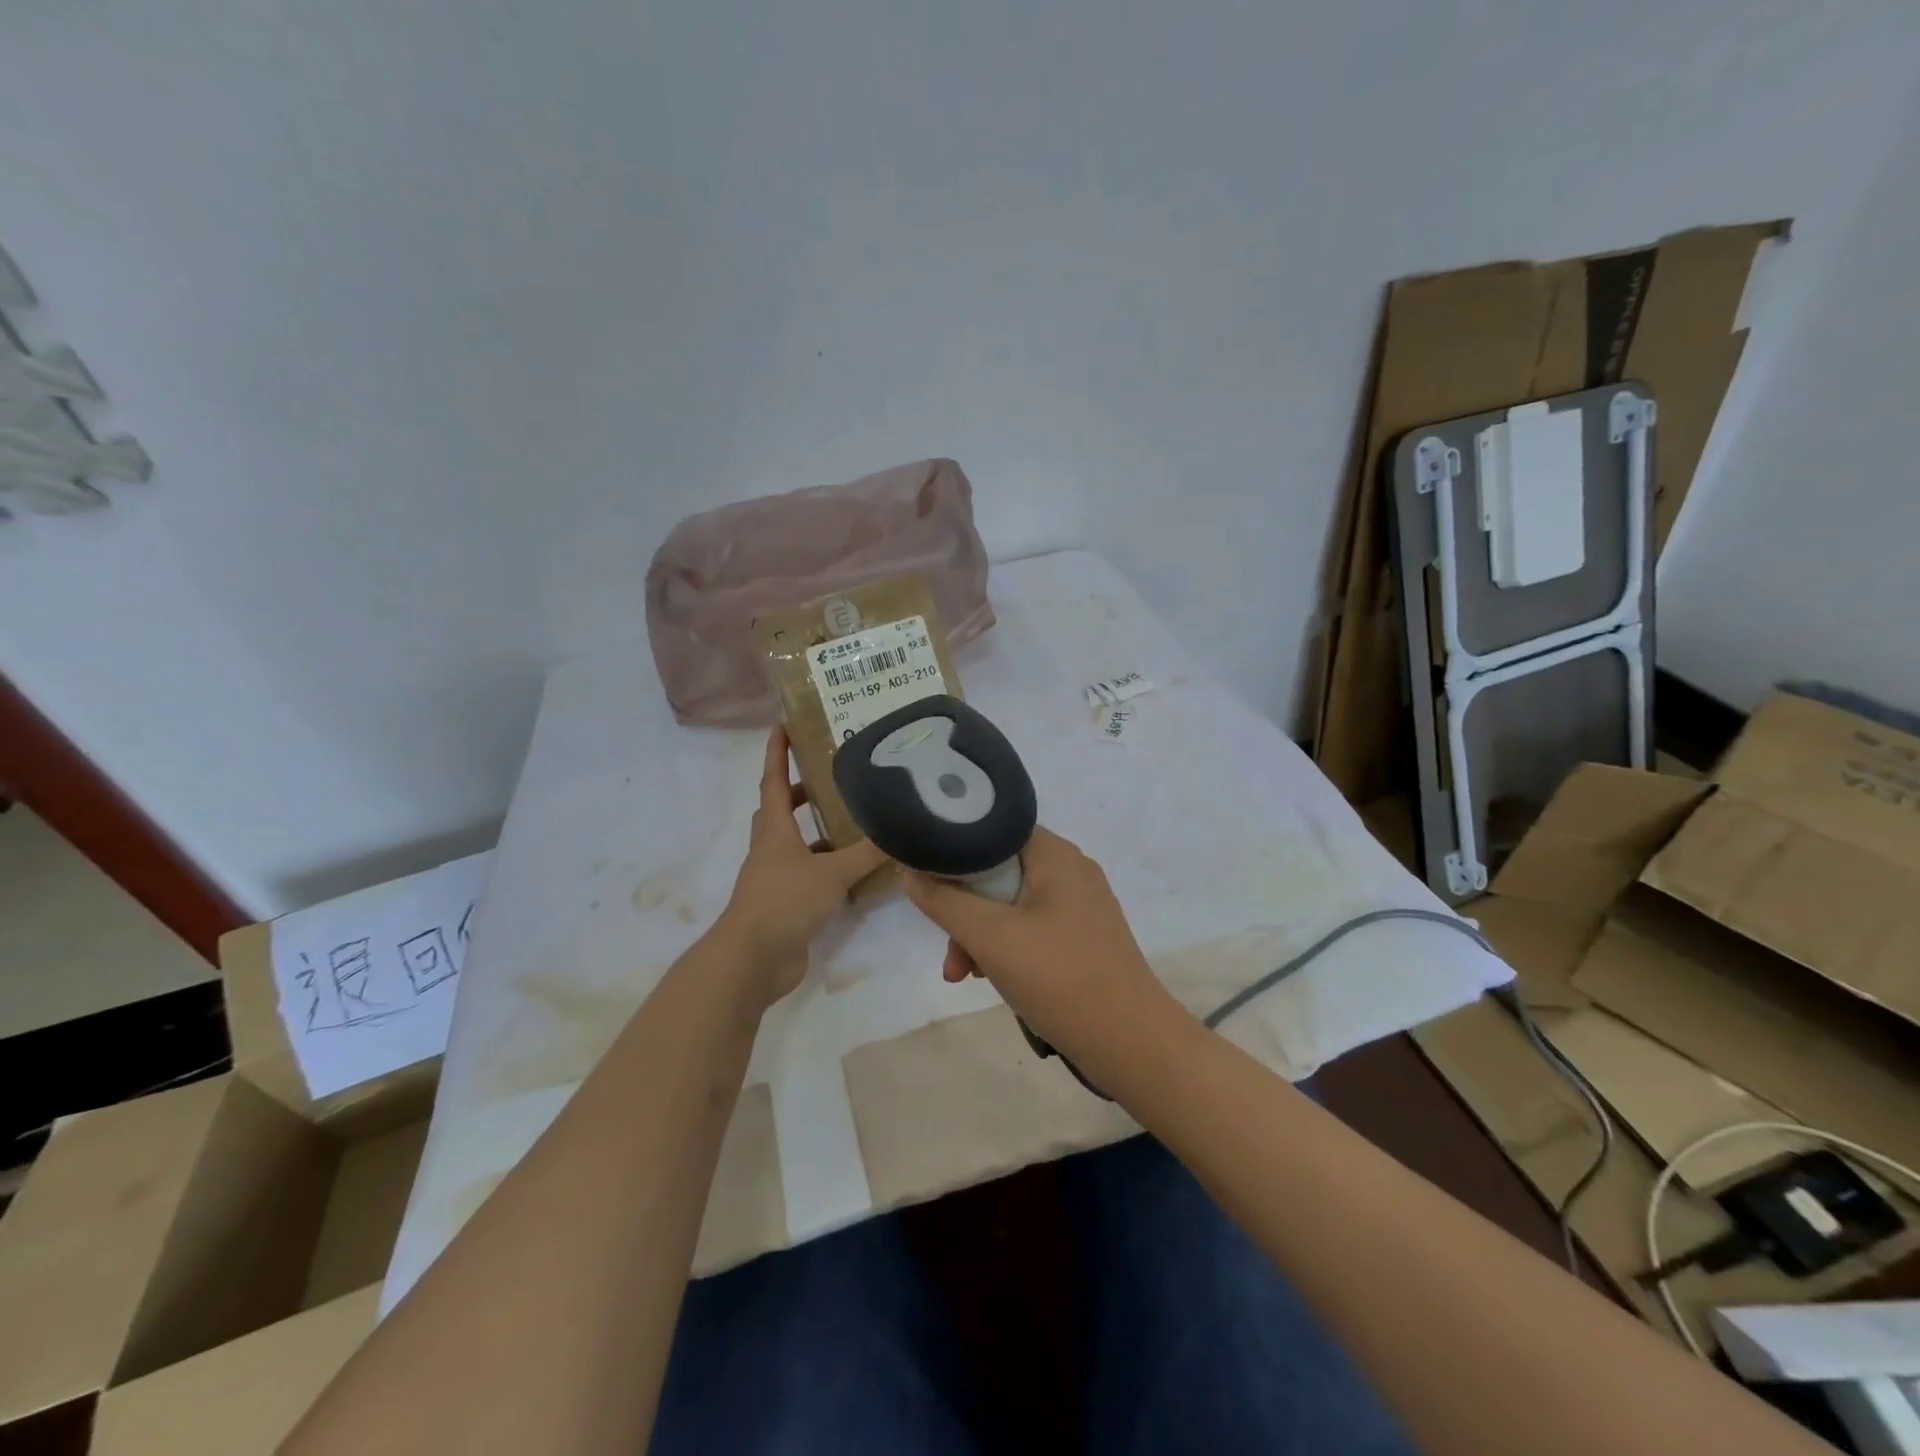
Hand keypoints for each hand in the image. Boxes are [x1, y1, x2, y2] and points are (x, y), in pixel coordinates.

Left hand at [718, 728, 887, 1006]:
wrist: (753, 959)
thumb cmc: (785, 902)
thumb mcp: (832, 873)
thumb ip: (866, 854)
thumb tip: (901, 835)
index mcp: (775, 831)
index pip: (773, 781)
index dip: (777, 753)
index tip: (781, 726)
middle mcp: (770, 850)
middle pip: (779, 811)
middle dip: (800, 792)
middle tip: (830, 779)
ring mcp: (773, 879)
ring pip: (793, 845)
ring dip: (815, 832)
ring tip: (851, 824)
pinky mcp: (783, 905)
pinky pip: (806, 876)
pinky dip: (825, 868)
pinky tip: (852, 873)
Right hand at [902, 827, 1184, 1075]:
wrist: (1131, 1042)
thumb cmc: (1058, 977)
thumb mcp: (990, 937)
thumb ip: (944, 901)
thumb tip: (911, 873)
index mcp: (1055, 854)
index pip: (993, 829)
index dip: (955, 850)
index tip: (928, 881)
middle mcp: (1071, 869)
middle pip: (999, 872)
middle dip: (965, 910)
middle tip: (949, 952)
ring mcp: (1081, 905)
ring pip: (1012, 904)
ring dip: (982, 935)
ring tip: (963, 976)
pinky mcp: (1084, 936)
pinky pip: (1033, 927)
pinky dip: (1008, 947)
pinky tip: (993, 979)